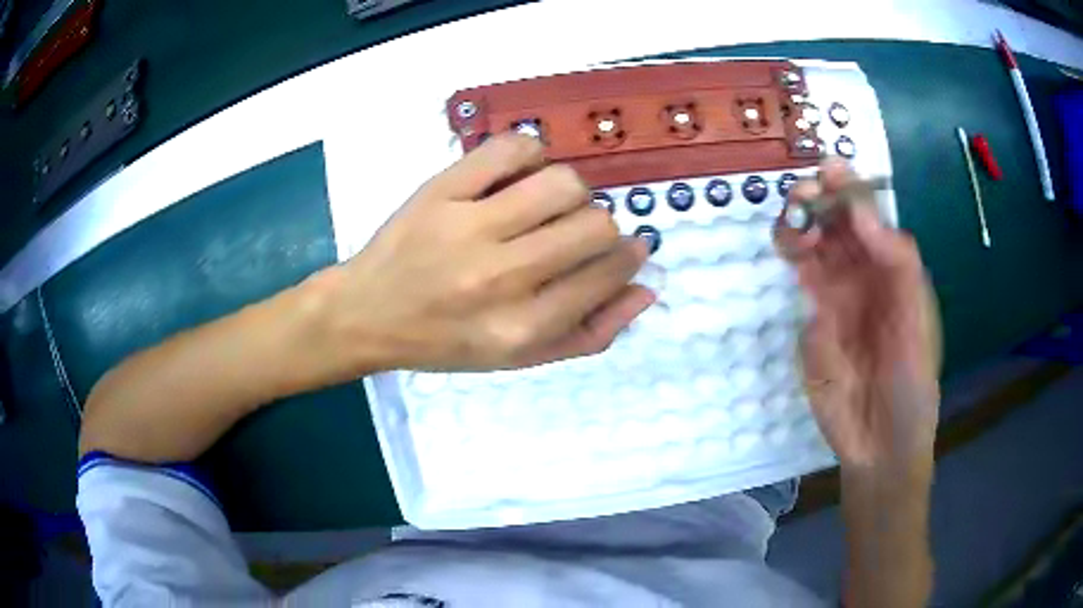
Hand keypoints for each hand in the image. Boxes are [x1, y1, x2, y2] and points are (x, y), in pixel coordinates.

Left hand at [318, 134, 654, 371]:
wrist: (368, 314)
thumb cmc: (446, 341)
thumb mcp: (520, 358)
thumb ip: (590, 334)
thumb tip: (645, 289)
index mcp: (522, 328)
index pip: (606, 275)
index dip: (626, 257)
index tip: (625, 249)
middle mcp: (500, 278)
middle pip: (593, 226)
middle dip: (600, 226)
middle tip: (575, 232)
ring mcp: (467, 228)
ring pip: (561, 183)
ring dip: (570, 191)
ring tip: (548, 203)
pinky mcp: (441, 190)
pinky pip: (510, 148)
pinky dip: (530, 153)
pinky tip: (519, 174)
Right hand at [774, 161, 941, 473]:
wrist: (880, 443)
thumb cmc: (912, 382)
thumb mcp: (918, 321)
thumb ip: (898, 264)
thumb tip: (861, 213)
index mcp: (895, 270)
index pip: (871, 217)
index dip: (851, 190)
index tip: (829, 170)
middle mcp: (867, 274)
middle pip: (839, 222)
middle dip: (820, 199)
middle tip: (804, 193)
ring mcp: (839, 295)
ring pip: (816, 243)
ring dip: (802, 223)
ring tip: (795, 224)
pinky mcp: (814, 319)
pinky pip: (803, 275)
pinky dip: (795, 254)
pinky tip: (792, 248)